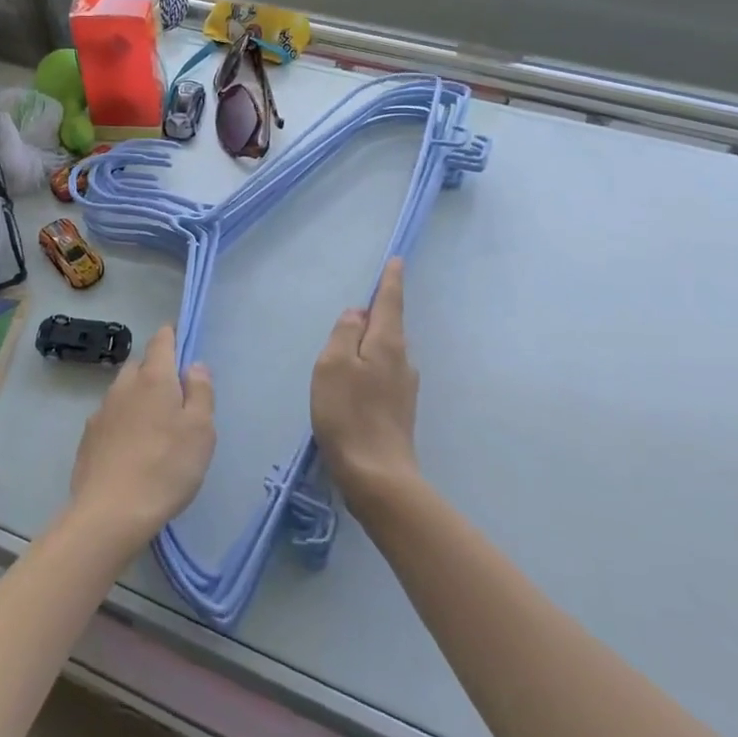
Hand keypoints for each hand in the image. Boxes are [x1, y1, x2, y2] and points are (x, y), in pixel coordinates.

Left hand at [67, 325, 215, 555]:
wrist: (110, 512)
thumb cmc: (166, 467)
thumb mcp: (201, 430)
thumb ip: (200, 392)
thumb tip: (194, 365)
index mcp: (154, 378)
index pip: (161, 340)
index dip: (172, 335)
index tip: (181, 340)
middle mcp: (124, 386)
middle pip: (140, 365)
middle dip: (156, 370)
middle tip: (175, 394)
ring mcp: (101, 411)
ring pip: (123, 392)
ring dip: (138, 398)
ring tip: (154, 425)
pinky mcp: (88, 438)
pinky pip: (110, 417)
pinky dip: (123, 422)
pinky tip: (132, 448)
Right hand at [311, 258, 420, 507]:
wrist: (377, 475)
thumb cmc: (348, 414)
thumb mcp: (333, 366)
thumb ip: (343, 334)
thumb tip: (357, 315)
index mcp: (387, 344)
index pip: (390, 303)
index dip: (391, 281)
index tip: (397, 261)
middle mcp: (403, 361)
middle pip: (389, 328)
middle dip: (376, 315)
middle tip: (357, 309)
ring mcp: (404, 388)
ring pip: (386, 353)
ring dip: (370, 345)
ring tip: (346, 350)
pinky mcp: (399, 411)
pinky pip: (383, 375)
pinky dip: (369, 369)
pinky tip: (354, 384)